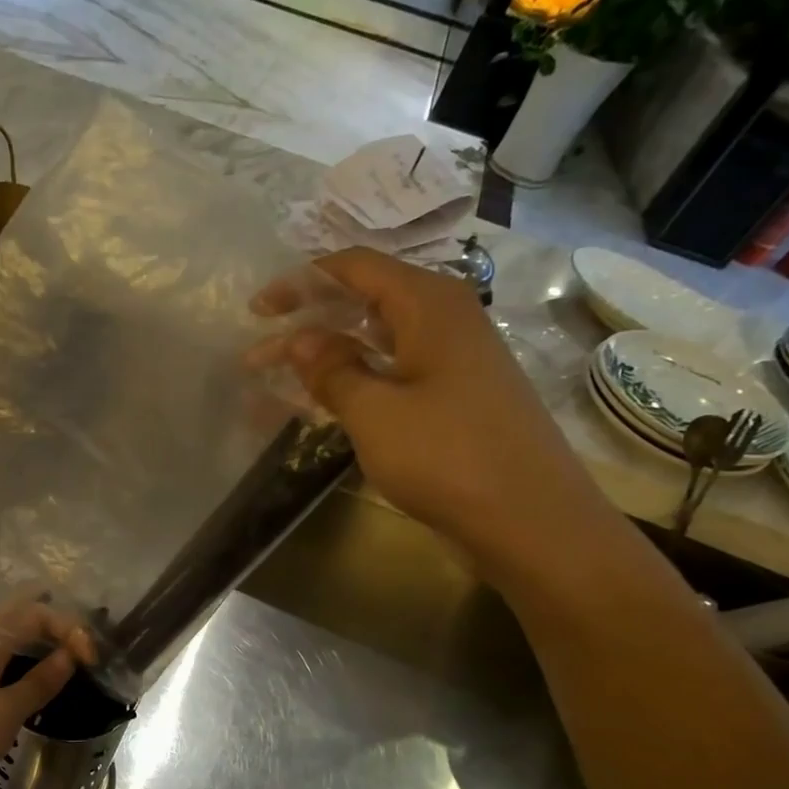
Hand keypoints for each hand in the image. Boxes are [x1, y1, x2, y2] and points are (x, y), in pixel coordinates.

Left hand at [0, 607, 82, 788]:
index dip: (67, 627)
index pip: (34, 615)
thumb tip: (71, 654)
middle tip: (90, 647)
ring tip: (78, 661)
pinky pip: (8, 670)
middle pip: (23, 621)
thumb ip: (38, 682)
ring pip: (16, 645)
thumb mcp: (2, 713)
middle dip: (58, 626)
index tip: (91, 659)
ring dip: (46, 647)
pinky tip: (48, 687)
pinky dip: (32, 670)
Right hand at [250, 249, 614, 577]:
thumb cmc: (448, 457)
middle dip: (306, 323)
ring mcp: (453, 359)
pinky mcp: (455, 395)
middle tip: (257, 354)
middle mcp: (444, 319)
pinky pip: (392, 372)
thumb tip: (300, 339)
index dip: (300, 282)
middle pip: (363, 301)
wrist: (531, 521)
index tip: (257, 311)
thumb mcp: (375, 412)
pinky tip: (323, 403)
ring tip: (276, 380)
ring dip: (324, 357)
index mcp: (429, 305)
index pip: (354, 267)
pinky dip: (353, 381)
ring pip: (375, 340)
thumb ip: (331, 369)